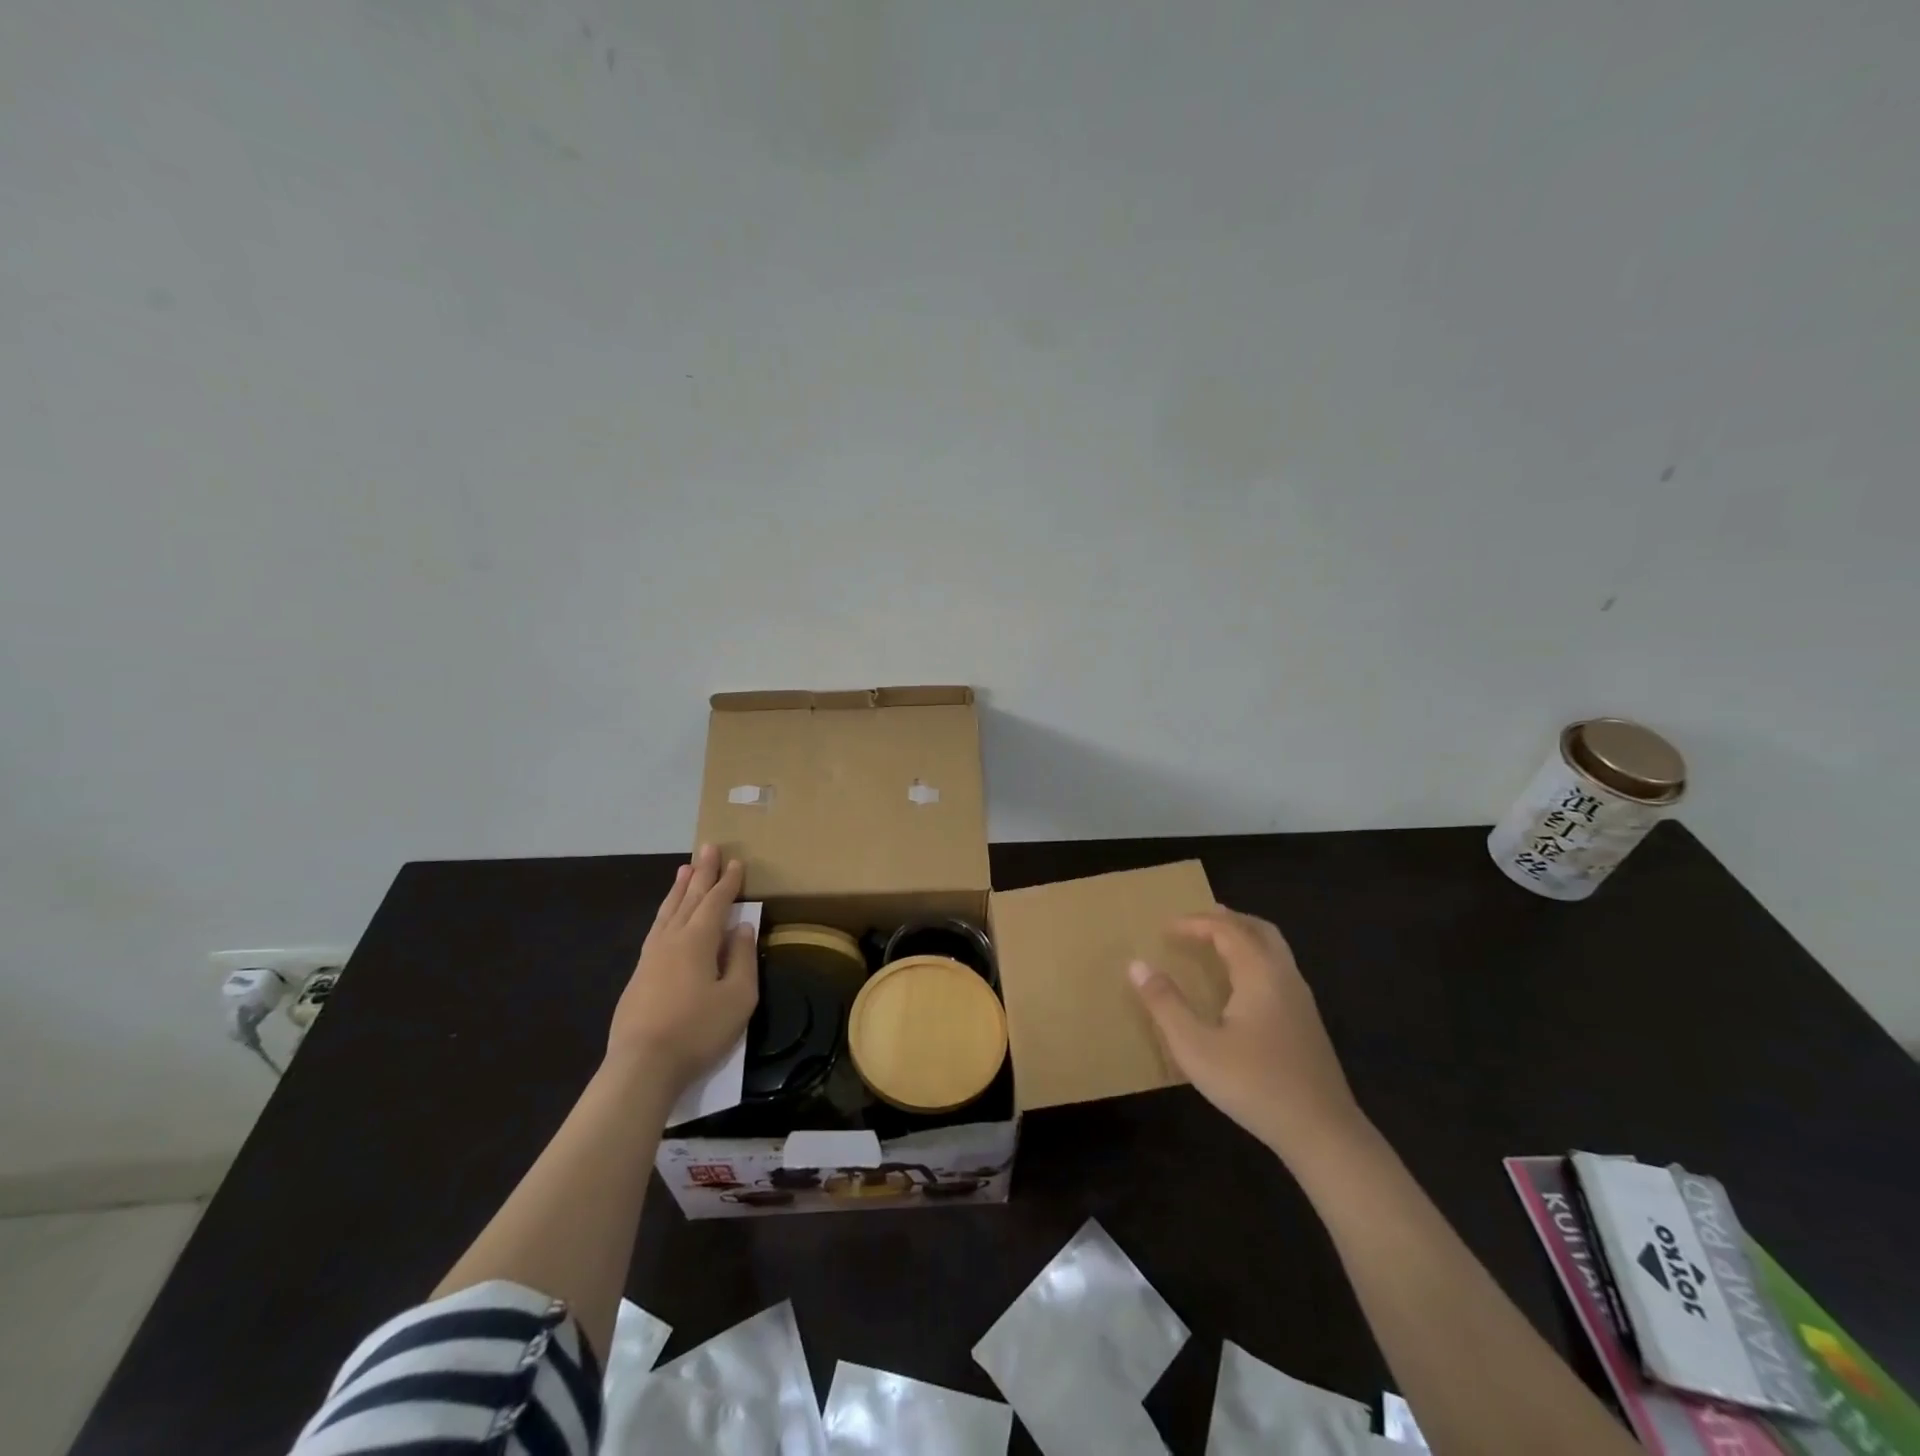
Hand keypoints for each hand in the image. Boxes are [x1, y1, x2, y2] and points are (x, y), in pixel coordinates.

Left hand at [606, 844, 757, 1100]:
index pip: (716, 902)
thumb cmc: (698, 1030)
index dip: (728, 882)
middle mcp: (672, 939)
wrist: (642, 1066)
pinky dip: (665, 912)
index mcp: (698, 940)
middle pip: (689, 898)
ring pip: (668, 912)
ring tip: (684, 869)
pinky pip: (656, 929)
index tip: (737, 862)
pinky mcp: (639, 975)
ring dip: (679, 889)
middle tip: (708, 847)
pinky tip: (667, 915)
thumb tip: (742, 928)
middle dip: (702, 873)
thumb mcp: (738, 996)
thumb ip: (742, 958)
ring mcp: (651, 957)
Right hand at [1130, 906, 1366, 1161]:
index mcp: (1259, 974)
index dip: (1195, 923)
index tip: (1165, 928)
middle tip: (1195, 923)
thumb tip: (1137, 964)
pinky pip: (1278, 970)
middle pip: (1258, 929)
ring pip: (1273, 949)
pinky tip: (1240, 986)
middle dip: (1226, 919)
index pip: (1226, 930)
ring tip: (1215, 945)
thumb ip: (1165, 1004)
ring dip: (1243, 937)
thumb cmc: (1253, 1084)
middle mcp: (1285, 976)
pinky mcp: (1307, 1022)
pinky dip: (1254, 958)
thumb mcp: (1196, 1047)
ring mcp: (1301, 1000)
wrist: (1322, 1132)